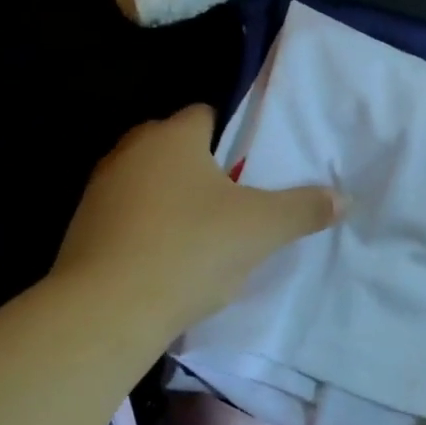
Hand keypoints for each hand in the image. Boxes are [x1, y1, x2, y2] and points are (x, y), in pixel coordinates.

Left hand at [52, 106, 338, 333]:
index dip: (232, 135)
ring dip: (172, 198)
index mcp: (173, 137)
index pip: (205, 114)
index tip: (251, 166)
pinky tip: (167, 260)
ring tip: (203, 233)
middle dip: (202, 166)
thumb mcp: (262, 229)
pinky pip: (126, 216)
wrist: (105, 311)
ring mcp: (99, 190)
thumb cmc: (191, 249)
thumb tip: (343, 198)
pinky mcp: (82, 229)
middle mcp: (130, 151)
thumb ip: (305, 208)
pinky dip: (147, 228)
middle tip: (234, 199)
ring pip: (148, 181)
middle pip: (174, 146)